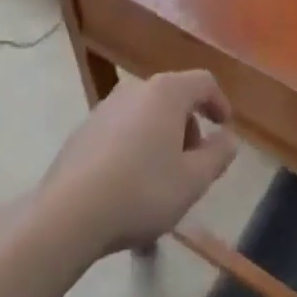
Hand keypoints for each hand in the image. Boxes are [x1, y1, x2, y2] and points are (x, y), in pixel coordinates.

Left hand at [36, 70, 237, 256]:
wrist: (68, 214)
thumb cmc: (142, 191)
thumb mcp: (192, 181)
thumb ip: (218, 156)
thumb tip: (228, 139)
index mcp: (167, 92)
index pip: (203, 82)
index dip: (219, 102)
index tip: (225, 127)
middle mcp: (136, 88)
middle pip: (173, 97)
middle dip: (189, 126)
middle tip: (194, 162)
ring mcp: (106, 107)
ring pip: (146, 114)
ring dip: (161, 138)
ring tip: (162, 179)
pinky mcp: (84, 130)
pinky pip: (122, 130)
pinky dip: (135, 147)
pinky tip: (130, 184)